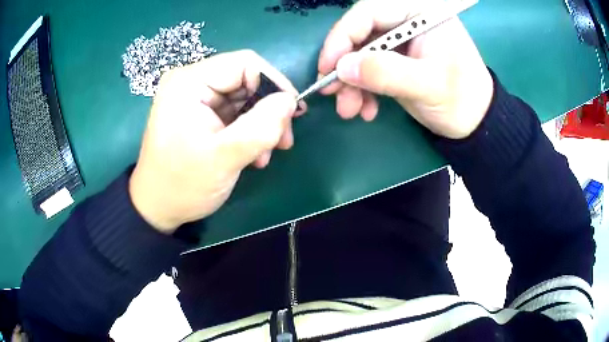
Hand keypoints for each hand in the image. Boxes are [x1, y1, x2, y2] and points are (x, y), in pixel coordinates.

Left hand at [129, 50, 305, 232]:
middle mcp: (191, 82)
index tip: (292, 113)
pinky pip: (233, 112)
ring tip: (266, 154)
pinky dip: (248, 131)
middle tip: (282, 141)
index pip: (244, 63)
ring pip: (243, 97)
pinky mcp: (199, 113)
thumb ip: (260, 127)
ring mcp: (194, 98)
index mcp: (189, 82)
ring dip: (261, 124)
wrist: (157, 207)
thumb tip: (290, 101)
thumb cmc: (182, 184)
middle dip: (269, 109)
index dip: (274, 83)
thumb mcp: (224, 158)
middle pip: (245, 80)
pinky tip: (253, 154)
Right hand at [318, 0, 493, 138]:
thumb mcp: (428, 86)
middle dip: (345, 65)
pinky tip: (366, 109)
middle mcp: (407, 21)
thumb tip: (341, 68)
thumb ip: (387, 73)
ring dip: (351, 83)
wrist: (476, 122)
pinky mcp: (396, 60)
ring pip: (361, 53)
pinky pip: (369, 69)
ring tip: (350, 111)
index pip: (370, 12)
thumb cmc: (462, 99)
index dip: (343, 36)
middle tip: (332, 94)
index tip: (328, 67)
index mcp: (420, 13)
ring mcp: (400, 41)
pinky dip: (362, 90)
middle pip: (361, 33)